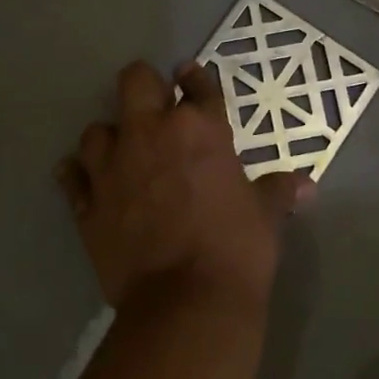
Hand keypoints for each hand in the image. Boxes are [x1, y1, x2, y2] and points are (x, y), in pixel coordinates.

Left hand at [56, 60, 312, 315]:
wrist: (187, 303)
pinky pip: (72, 176)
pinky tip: (87, 181)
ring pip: (96, 129)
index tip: (191, 74)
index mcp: (200, 130)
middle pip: (135, 81)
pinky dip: (78, 175)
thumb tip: (306, 186)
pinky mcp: (88, 205)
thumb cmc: (237, 249)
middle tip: (155, 107)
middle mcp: (150, 135)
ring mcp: (113, 168)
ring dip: (110, 136)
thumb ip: (278, 191)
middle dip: (145, 86)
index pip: (198, 86)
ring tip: (122, 152)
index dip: (197, 77)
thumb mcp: (266, 216)